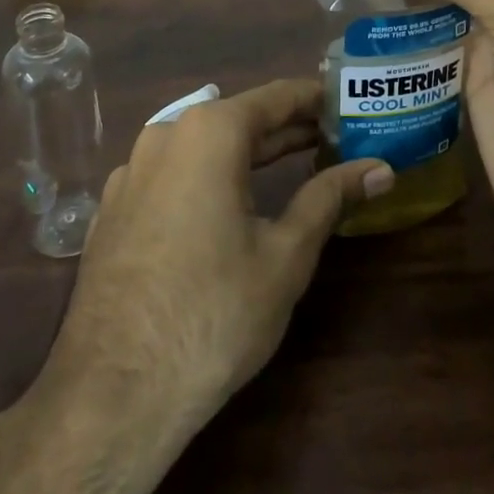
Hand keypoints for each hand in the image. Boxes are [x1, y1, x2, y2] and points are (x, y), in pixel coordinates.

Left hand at [49, 79, 390, 430]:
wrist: (112, 395)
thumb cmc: (214, 314)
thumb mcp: (286, 254)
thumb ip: (330, 198)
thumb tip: (381, 169)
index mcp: (208, 133)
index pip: (275, 97)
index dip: (315, 98)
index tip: (347, 101)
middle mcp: (164, 136)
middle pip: (238, 119)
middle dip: (286, 127)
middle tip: (333, 136)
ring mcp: (130, 172)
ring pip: (201, 146)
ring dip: (246, 152)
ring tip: (290, 162)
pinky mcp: (113, 209)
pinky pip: (171, 174)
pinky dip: (207, 176)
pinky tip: (227, 203)